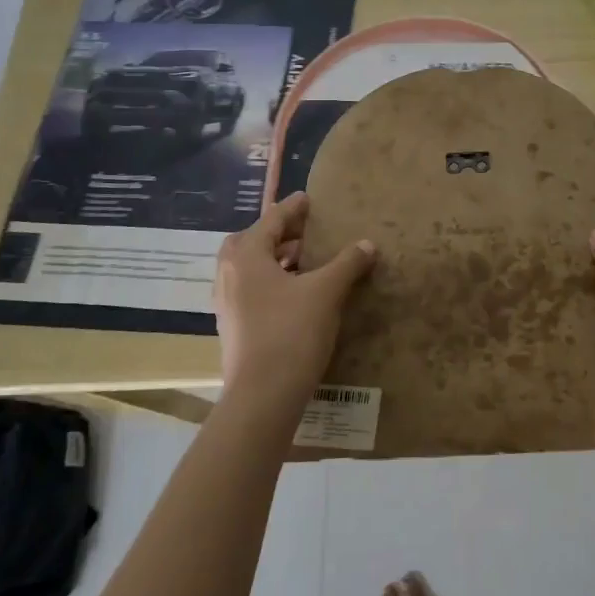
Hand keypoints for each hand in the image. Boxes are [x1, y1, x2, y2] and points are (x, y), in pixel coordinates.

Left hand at [213, 192, 376, 416]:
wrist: (263, 396)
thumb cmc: (291, 332)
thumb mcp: (326, 292)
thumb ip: (347, 263)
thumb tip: (367, 245)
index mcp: (246, 257)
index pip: (271, 220)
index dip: (292, 208)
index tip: (308, 199)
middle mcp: (229, 275)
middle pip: (250, 242)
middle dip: (276, 234)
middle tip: (303, 232)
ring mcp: (227, 304)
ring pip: (249, 269)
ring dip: (275, 260)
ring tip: (305, 261)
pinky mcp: (234, 328)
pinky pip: (251, 291)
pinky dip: (271, 282)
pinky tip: (296, 294)